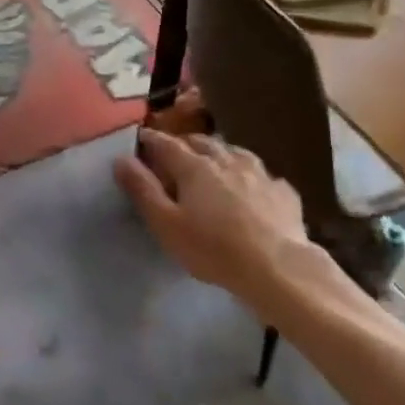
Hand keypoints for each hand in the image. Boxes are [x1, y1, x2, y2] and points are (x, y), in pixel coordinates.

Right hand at [114, 130, 311, 302]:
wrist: (277, 266)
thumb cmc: (213, 248)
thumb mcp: (166, 224)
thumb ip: (143, 190)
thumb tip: (121, 159)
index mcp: (195, 166)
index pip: (167, 144)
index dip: (151, 139)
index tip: (141, 138)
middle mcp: (227, 159)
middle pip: (201, 142)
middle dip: (185, 143)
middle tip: (174, 153)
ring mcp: (259, 172)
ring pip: (234, 152)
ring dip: (218, 153)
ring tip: (213, 162)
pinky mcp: (283, 191)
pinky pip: (262, 174)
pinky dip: (250, 175)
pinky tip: (252, 187)